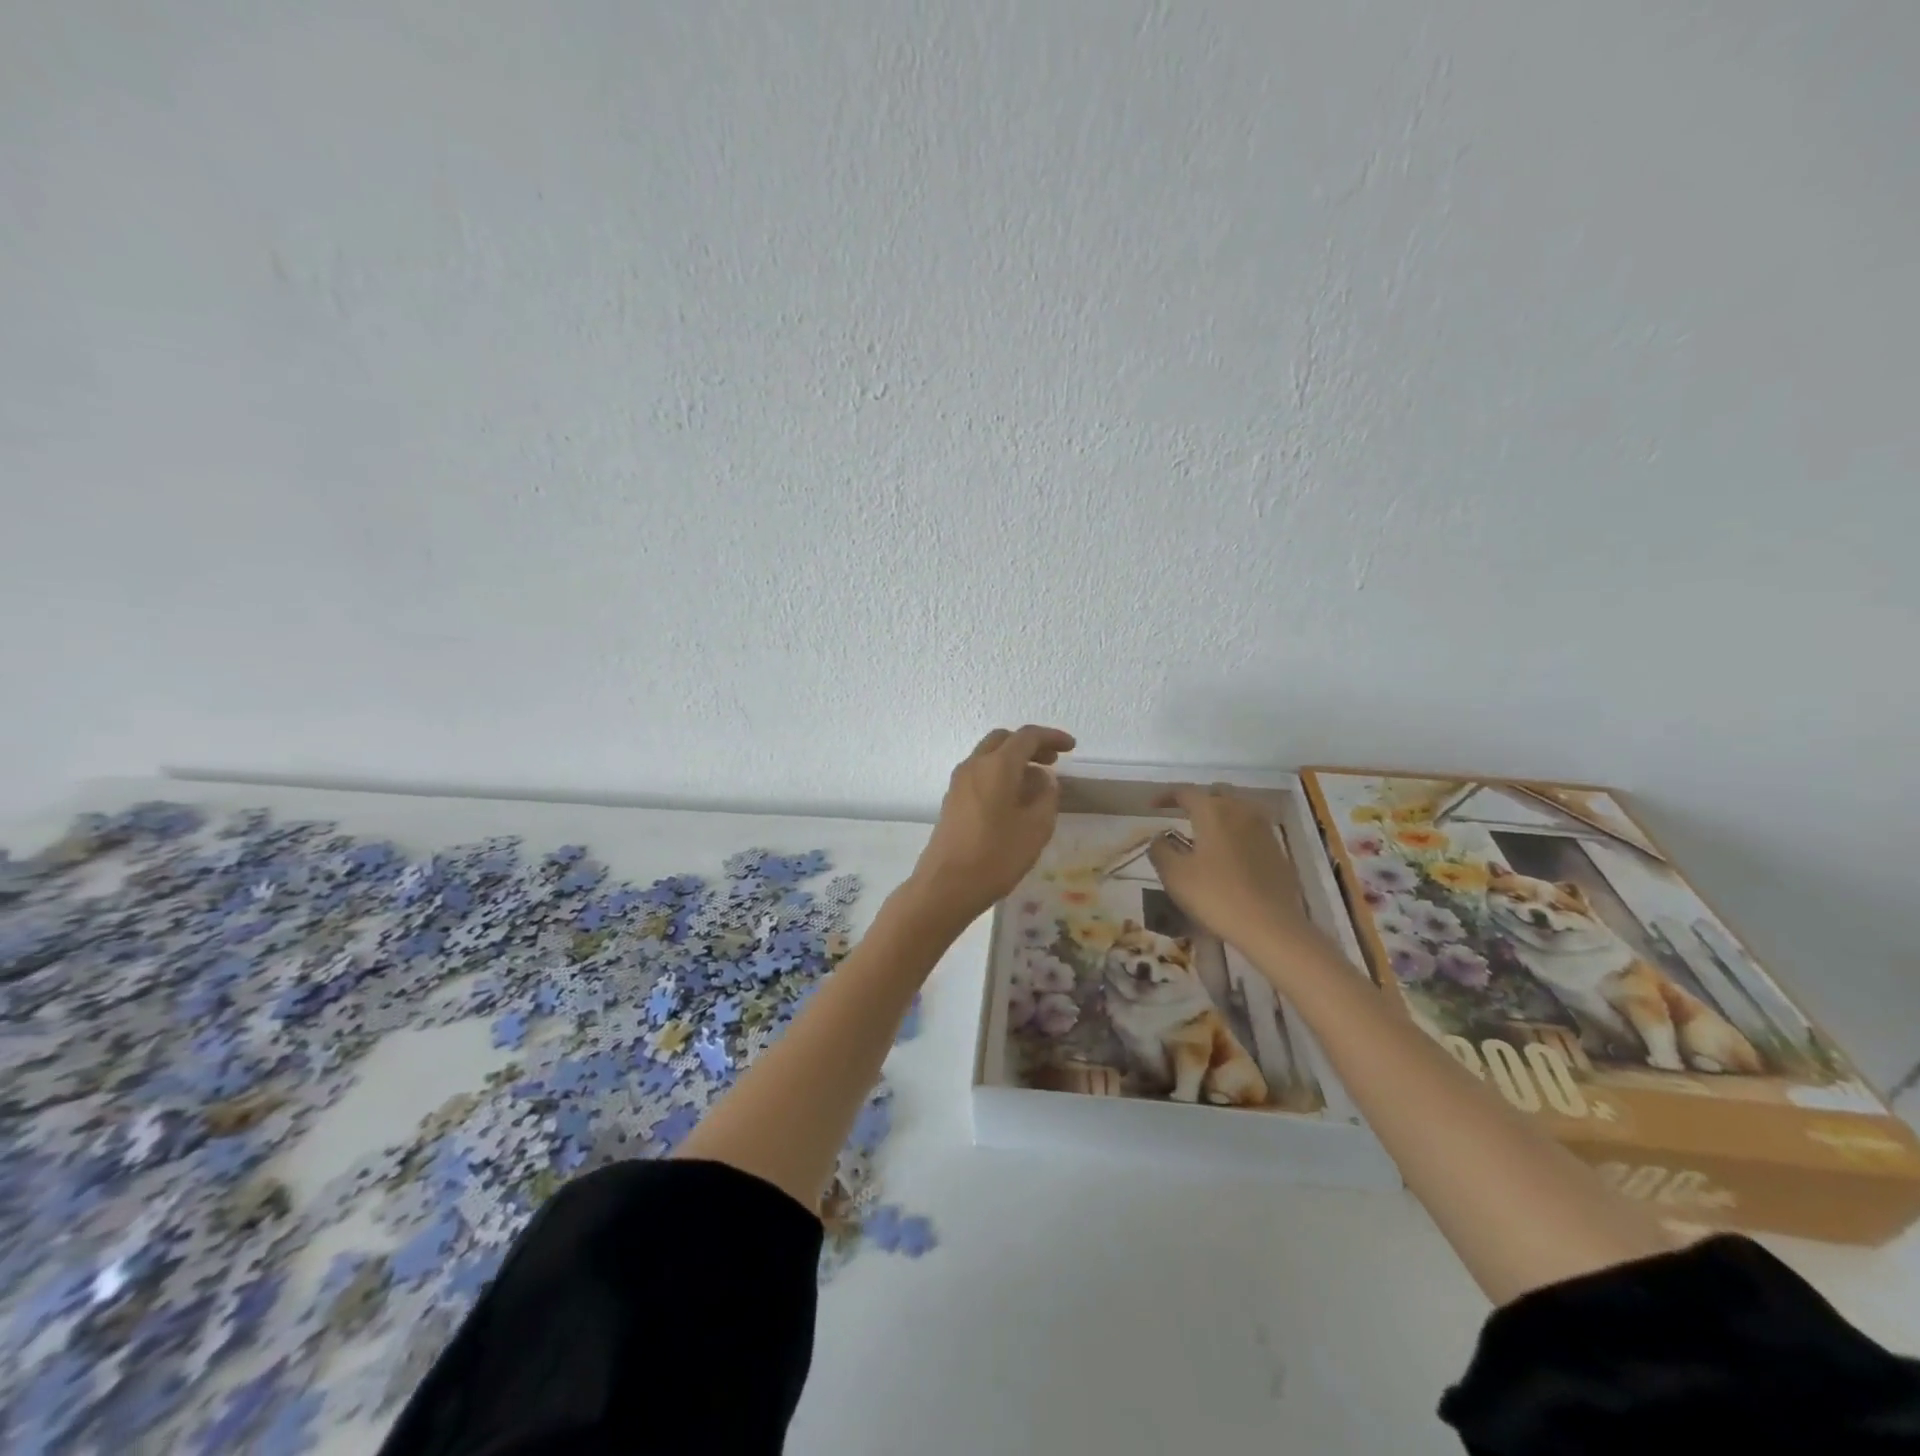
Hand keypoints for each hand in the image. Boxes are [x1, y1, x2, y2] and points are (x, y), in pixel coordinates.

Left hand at [908, 726, 1075, 920]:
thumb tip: (1043, 780)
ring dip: (1013, 760)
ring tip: (1036, 782)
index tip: (1071, 747)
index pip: (1027, 737)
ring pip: (988, 756)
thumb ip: (1046, 796)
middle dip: (1030, 745)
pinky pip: (979, 774)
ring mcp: (958, 783)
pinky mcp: (952, 801)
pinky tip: (1013, 799)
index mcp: (997, 765)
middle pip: (1003, 740)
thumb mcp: (1036, 828)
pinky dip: (999, 775)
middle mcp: (974, 765)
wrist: (946, 886)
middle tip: (1052, 761)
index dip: (1052, 737)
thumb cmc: (996, 856)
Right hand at [1147, 786, 1311, 949]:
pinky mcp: (1276, 848)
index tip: (1151, 807)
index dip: (1165, 796)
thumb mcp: (1175, 875)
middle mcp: (1240, 810)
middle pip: (1216, 792)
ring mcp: (1263, 828)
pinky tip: (1227, 852)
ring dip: (1218, 813)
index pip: (1185, 791)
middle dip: (1196, 799)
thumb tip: (1159, 837)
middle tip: (1181, 814)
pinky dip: (1235, 830)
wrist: (1271, 926)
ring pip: (1237, 807)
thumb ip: (1160, 850)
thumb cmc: (1216, 896)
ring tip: (1204, 832)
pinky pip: (1251, 827)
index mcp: (1213, 811)